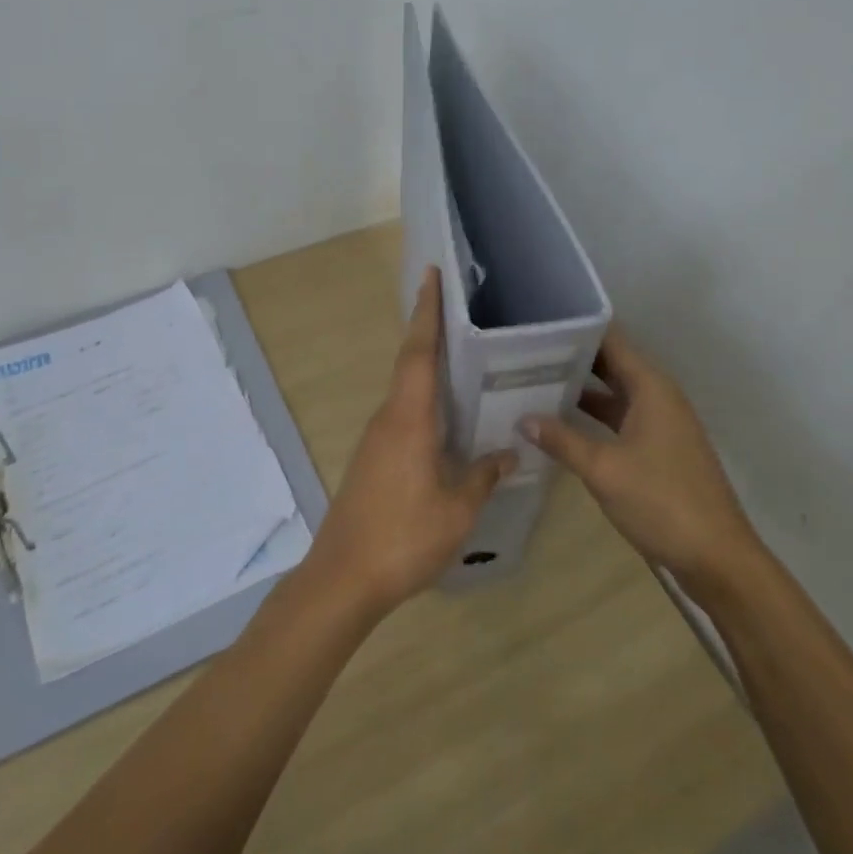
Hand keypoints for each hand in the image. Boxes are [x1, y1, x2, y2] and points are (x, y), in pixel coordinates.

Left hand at [305, 267, 512, 616]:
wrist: (344, 577)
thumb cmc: (404, 536)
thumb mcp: (457, 508)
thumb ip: (483, 475)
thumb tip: (508, 453)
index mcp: (408, 418)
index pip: (418, 352)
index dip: (426, 312)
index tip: (431, 276)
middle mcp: (388, 418)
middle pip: (409, 363)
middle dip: (429, 331)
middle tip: (460, 310)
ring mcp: (376, 439)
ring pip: (405, 390)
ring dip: (427, 367)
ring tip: (463, 359)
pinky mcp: (373, 459)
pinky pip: (402, 415)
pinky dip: (423, 401)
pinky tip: (447, 418)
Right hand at [523, 329, 757, 588]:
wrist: (717, 558)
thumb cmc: (662, 502)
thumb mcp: (603, 469)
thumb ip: (562, 440)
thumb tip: (524, 418)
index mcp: (651, 387)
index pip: (611, 340)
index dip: (577, 330)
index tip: (539, 325)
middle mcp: (658, 396)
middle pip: (611, 364)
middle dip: (572, 359)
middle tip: (525, 354)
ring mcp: (661, 424)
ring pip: (614, 394)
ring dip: (580, 390)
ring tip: (534, 383)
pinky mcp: (659, 449)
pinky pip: (620, 419)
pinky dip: (593, 418)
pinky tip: (561, 425)